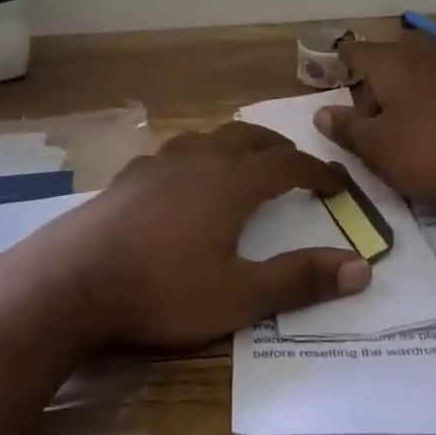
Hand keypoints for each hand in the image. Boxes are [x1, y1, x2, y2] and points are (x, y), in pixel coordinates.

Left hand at [20, 122, 372, 349]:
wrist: (73, 280)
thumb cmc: (163, 289)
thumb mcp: (239, 296)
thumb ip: (300, 280)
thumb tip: (362, 268)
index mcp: (232, 182)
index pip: (289, 166)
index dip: (319, 173)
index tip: (340, 184)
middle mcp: (198, 160)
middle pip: (248, 138)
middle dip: (278, 149)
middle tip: (295, 165)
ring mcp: (157, 164)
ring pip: (207, 138)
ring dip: (234, 146)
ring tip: (242, 163)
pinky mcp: (126, 178)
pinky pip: (171, 154)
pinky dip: (194, 158)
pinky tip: (181, 179)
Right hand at [316, 35, 435, 203]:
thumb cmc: (433, 150)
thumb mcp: (379, 149)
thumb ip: (347, 129)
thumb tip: (322, 113)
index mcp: (389, 63)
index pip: (353, 51)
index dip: (339, 64)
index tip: (334, 77)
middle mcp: (422, 53)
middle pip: (389, 58)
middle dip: (376, 81)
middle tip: (372, 116)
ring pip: (420, 68)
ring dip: (407, 90)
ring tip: (406, 123)